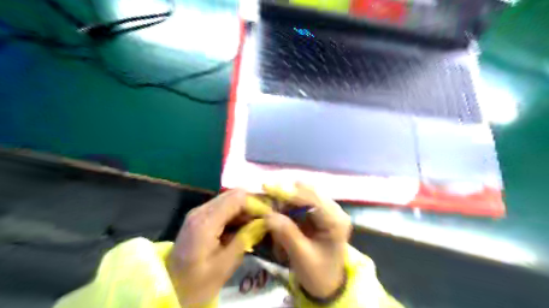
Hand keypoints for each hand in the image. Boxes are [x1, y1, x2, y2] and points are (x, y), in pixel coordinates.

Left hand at [167, 189, 262, 306]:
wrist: (170, 288)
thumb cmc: (197, 283)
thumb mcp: (225, 265)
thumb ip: (245, 239)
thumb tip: (265, 222)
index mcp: (206, 221)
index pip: (238, 198)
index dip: (256, 204)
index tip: (270, 217)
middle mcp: (201, 210)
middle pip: (234, 194)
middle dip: (252, 204)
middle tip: (266, 220)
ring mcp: (199, 212)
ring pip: (229, 199)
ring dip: (245, 209)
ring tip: (257, 224)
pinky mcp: (200, 217)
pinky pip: (223, 208)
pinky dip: (236, 214)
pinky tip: (244, 227)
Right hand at [265, 182, 350, 298]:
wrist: (328, 284)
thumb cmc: (318, 274)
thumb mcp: (302, 256)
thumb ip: (286, 233)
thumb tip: (267, 214)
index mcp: (335, 220)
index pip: (311, 198)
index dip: (289, 192)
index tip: (267, 187)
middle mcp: (334, 209)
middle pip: (308, 190)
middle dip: (286, 194)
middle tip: (267, 202)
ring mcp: (327, 209)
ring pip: (303, 193)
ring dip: (286, 200)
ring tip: (272, 211)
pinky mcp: (320, 212)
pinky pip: (302, 201)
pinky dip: (289, 206)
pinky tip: (281, 214)